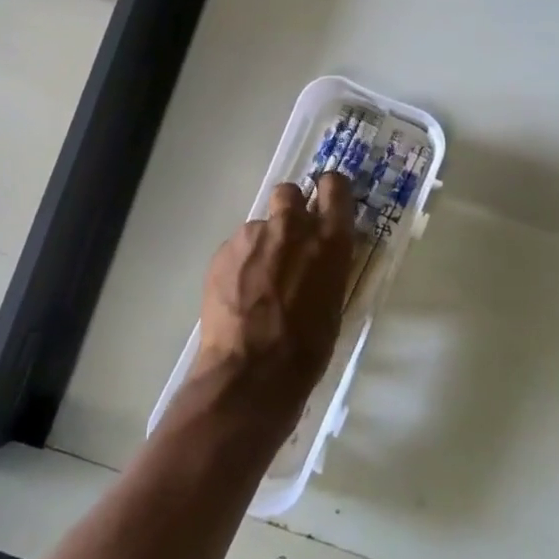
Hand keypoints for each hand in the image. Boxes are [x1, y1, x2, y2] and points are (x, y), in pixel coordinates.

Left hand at [192, 174, 354, 409]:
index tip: (325, 200)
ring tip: (257, 283)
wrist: (251, 372)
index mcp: (329, 240)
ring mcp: (253, 235)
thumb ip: (327, 265)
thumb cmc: (306, 348)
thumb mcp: (334, 301)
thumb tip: (320, 255)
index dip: (329, 190)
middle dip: (289, 209)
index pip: (334, 186)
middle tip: (288, 240)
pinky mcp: (224, 250)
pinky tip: (238, 295)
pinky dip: (240, 263)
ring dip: (262, 244)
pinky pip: (237, 247)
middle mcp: (292, 226)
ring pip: (259, 225)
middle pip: (289, 192)